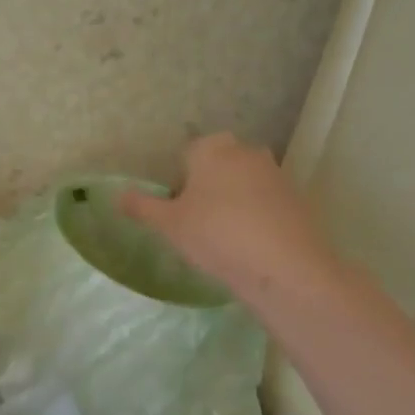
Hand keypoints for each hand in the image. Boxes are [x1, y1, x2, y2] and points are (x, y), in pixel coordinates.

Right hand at [120, 133, 332, 303]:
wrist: (284, 267)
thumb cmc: (216, 235)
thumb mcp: (169, 225)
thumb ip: (142, 207)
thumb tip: (117, 195)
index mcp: (212, 147)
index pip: (186, 155)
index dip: (178, 183)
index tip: (177, 212)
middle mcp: (246, 151)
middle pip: (216, 166)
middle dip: (206, 189)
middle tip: (196, 225)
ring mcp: (276, 173)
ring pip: (242, 184)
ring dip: (231, 203)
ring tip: (223, 239)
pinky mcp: (297, 198)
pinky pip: (265, 203)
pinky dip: (255, 217)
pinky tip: (250, 246)